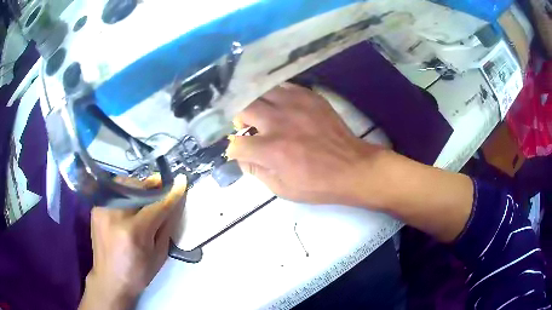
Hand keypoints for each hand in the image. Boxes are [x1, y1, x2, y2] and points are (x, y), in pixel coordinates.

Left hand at [79, 174, 186, 309]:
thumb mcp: (159, 255)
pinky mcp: (96, 208)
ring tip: (145, 197)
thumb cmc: (138, 273)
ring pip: (125, 185)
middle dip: (152, 187)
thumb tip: (173, 204)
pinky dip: (125, 194)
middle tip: (161, 189)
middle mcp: (116, 215)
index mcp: (135, 232)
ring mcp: (103, 209)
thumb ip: (166, 227)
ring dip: (138, 189)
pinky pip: (114, 192)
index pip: (157, 206)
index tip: (181, 182)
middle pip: (138, 189)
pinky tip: (130, 205)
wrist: (109, 279)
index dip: (171, 194)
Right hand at [226, 84, 386, 206]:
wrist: (352, 168)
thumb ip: (256, 171)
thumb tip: (241, 157)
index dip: (234, 150)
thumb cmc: (317, 184)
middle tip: (246, 127)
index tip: (239, 152)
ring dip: (256, 104)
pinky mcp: (310, 97)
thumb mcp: (282, 188)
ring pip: (262, 92)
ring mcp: (295, 105)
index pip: (237, 143)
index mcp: (271, 149)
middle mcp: (279, 122)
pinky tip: (281, 105)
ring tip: (262, 114)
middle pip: (244, 108)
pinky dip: (276, 95)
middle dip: (239, 119)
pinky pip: (284, 87)